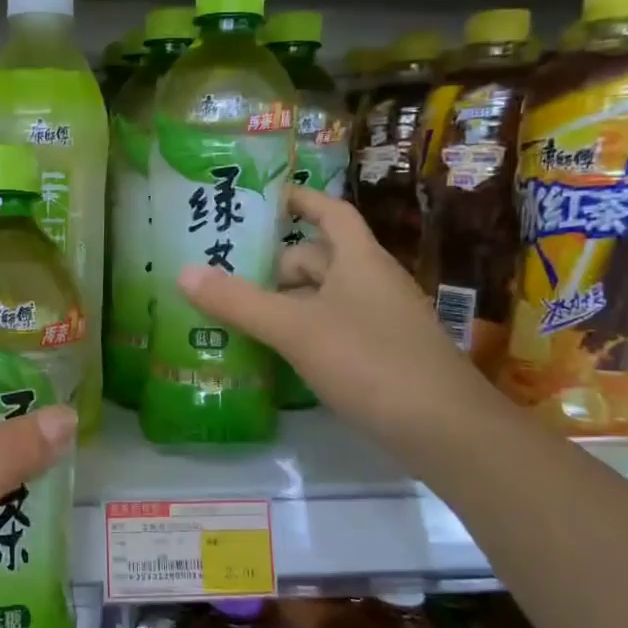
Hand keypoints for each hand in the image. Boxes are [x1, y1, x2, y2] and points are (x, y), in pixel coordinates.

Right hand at [176, 185, 494, 446]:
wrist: (443, 428)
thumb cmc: (368, 361)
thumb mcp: (295, 329)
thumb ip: (239, 302)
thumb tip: (183, 272)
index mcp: (358, 260)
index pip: (330, 212)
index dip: (300, 200)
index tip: (264, 199)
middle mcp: (371, 282)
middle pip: (317, 259)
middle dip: (274, 266)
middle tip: (225, 277)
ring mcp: (379, 321)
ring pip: (322, 298)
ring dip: (283, 304)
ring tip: (237, 317)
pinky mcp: (379, 356)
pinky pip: (331, 330)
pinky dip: (301, 334)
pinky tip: (273, 355)